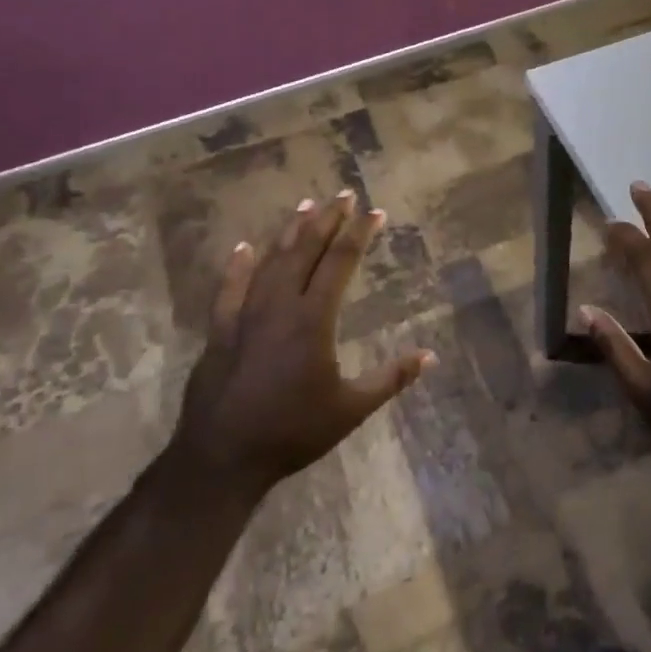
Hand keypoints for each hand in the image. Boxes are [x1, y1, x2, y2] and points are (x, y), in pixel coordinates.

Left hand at [168, 189, 434, 499]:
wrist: (222, 457)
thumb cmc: (292, 431)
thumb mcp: (351, 409)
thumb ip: (390, 378)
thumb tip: (429, 357)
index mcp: (313, 319)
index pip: (341, 262)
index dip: (359, 234)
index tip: (375, 212)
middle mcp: (280, 305)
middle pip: (305, 250)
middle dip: (327, 220)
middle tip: (343, 194)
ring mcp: (245, 314)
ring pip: (271, 261)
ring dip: (290, 232)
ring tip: (306, 206)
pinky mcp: (220, 330)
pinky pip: (229, 288)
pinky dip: (238, 265)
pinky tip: (243, 247)